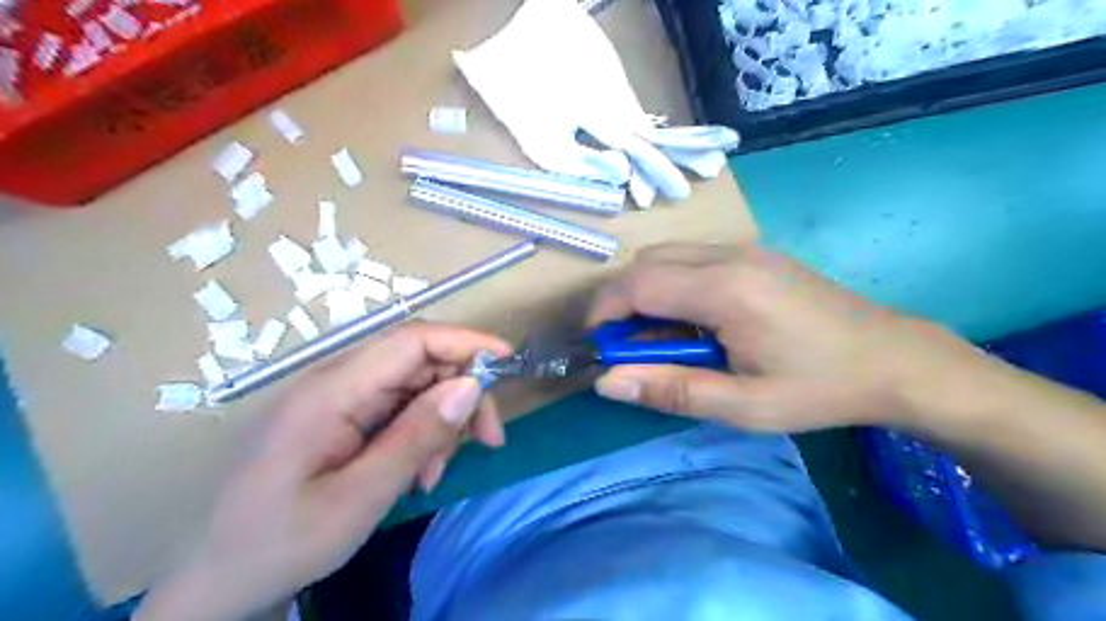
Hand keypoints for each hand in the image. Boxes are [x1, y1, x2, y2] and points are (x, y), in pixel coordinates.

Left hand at [134, 323, 509, 620]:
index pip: (411, 341)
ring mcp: (336, 400)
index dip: (464, 342)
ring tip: (437, 472)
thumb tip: (470, 386)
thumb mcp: (359, 499)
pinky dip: (421, 435)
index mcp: (330, 392)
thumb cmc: (280, 544)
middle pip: (418, 362)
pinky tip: (418, 473)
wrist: (216, 585)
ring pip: (413, 386)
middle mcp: (334, 383)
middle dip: (461, 393)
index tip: (507, 362)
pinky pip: (396, 410)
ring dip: (441, 421)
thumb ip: (416, 437)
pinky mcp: (339, 418)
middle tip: (487, 440)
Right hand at [592, 242, 988, 431]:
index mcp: (726, 289)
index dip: (605, 312)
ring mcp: (745, 249)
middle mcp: (730, 255)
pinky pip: (692, 258)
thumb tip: (606, 382)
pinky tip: (694, 320)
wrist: (893, 359)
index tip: (597, 345)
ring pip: (667, 256)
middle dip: (622, 302)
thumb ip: (671, 390)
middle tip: (629, 348)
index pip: (639, 284)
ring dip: (646, 292)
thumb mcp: (744, 405)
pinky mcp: (755, 253)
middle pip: (647, 262)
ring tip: (661, 338)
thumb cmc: (819, 388)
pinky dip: (672, 284)